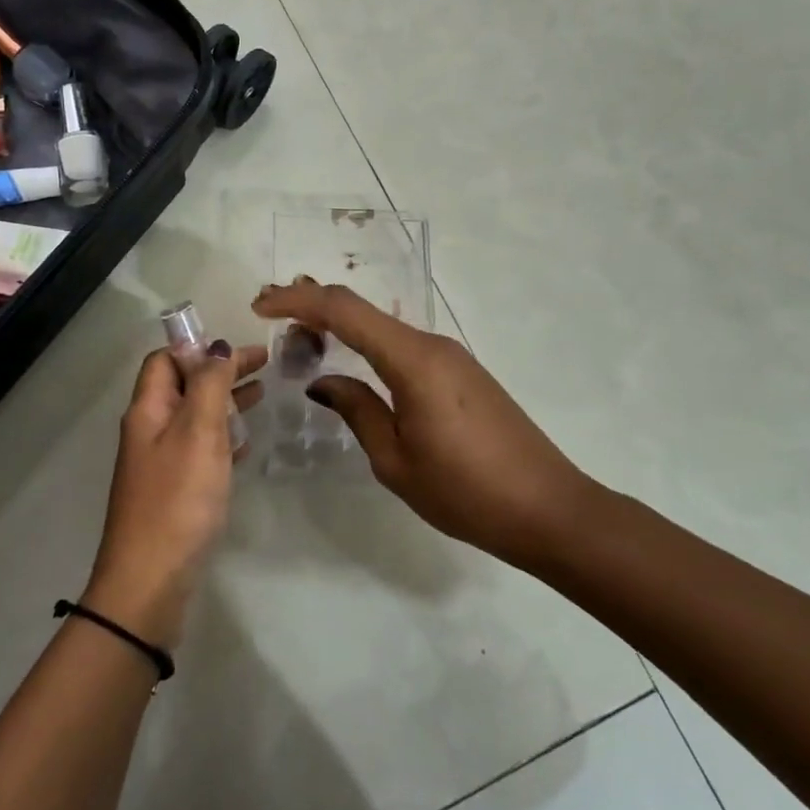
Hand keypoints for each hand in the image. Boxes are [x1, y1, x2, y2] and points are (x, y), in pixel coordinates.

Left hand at [85, 341, 266, 648]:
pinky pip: (199, 450)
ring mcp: (159, 463)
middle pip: (183, 386)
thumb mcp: (197, 432)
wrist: (150, 581)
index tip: (240, 348)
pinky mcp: (173, 492)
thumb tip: (217, 347)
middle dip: (220, 371)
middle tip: (264, 366)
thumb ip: (210, 385)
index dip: (199, 347)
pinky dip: (222, 438)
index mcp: (148, 410)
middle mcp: (149, 430)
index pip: (166, 360)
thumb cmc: (177, 499)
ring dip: (224, 402)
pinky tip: (246, 444)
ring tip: (261, 396)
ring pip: (194, 418)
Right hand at [252, 278, 606, 570]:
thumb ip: (356, 410)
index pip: (344, 310)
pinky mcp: (462, 372)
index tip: (259, 307)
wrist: (549, 509)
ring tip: (301, 339)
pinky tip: (350, 362)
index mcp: (413, 360)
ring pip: (383, 325)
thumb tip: (323, 381)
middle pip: (363, 309)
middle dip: (313, 305)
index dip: (297, 301)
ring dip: (340, 325)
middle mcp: (432, 344)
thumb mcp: (395, 460)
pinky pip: (403, 345)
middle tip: (272, 317)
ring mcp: (451, 356)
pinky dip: (367, 344)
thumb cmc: (466, 492)